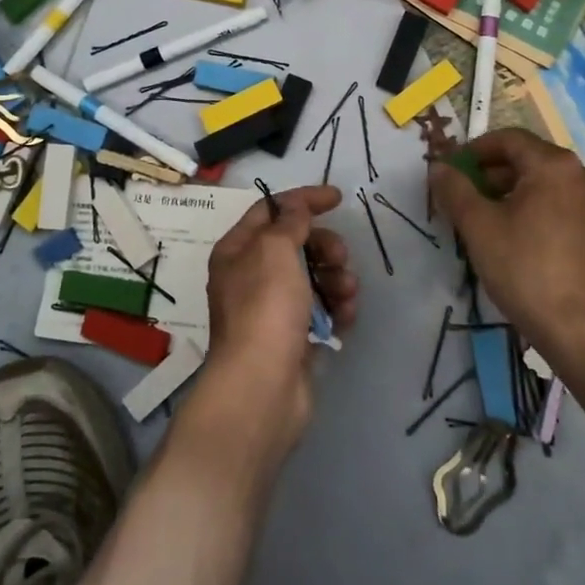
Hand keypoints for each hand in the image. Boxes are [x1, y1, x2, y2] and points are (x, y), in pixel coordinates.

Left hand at [202, 185, 357, 447]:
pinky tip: (347, 317)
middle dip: (325, 246)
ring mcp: (272, 309)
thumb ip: (290, 221)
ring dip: (337, 279)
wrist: (262, 387)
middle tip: (341, 258)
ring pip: (314, 277)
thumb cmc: (264, 308)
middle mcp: (251, 276)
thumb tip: (295, 205)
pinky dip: (337, 308)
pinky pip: (321, 310)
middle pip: (296, 244)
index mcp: (237, 251)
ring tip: (347, 294)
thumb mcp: (275, 250)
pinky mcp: (294, 337)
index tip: (338, 198)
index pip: (270, 210)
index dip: (303, 200)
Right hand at [429, 129, 584, 361]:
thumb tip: (439, 166)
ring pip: (543, 186)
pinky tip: (514, 241)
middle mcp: (581, 176)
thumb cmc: (527, 269)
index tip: (450, 171)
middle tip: (461, 198)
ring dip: (509, 194)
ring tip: (483, 222)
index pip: (508, 139)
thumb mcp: (479, 227)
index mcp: (554, 165)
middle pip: (527, 160)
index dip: (473, 150)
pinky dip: (532, 211)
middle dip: (490, 174)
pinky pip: (559, 207)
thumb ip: (455, 189)